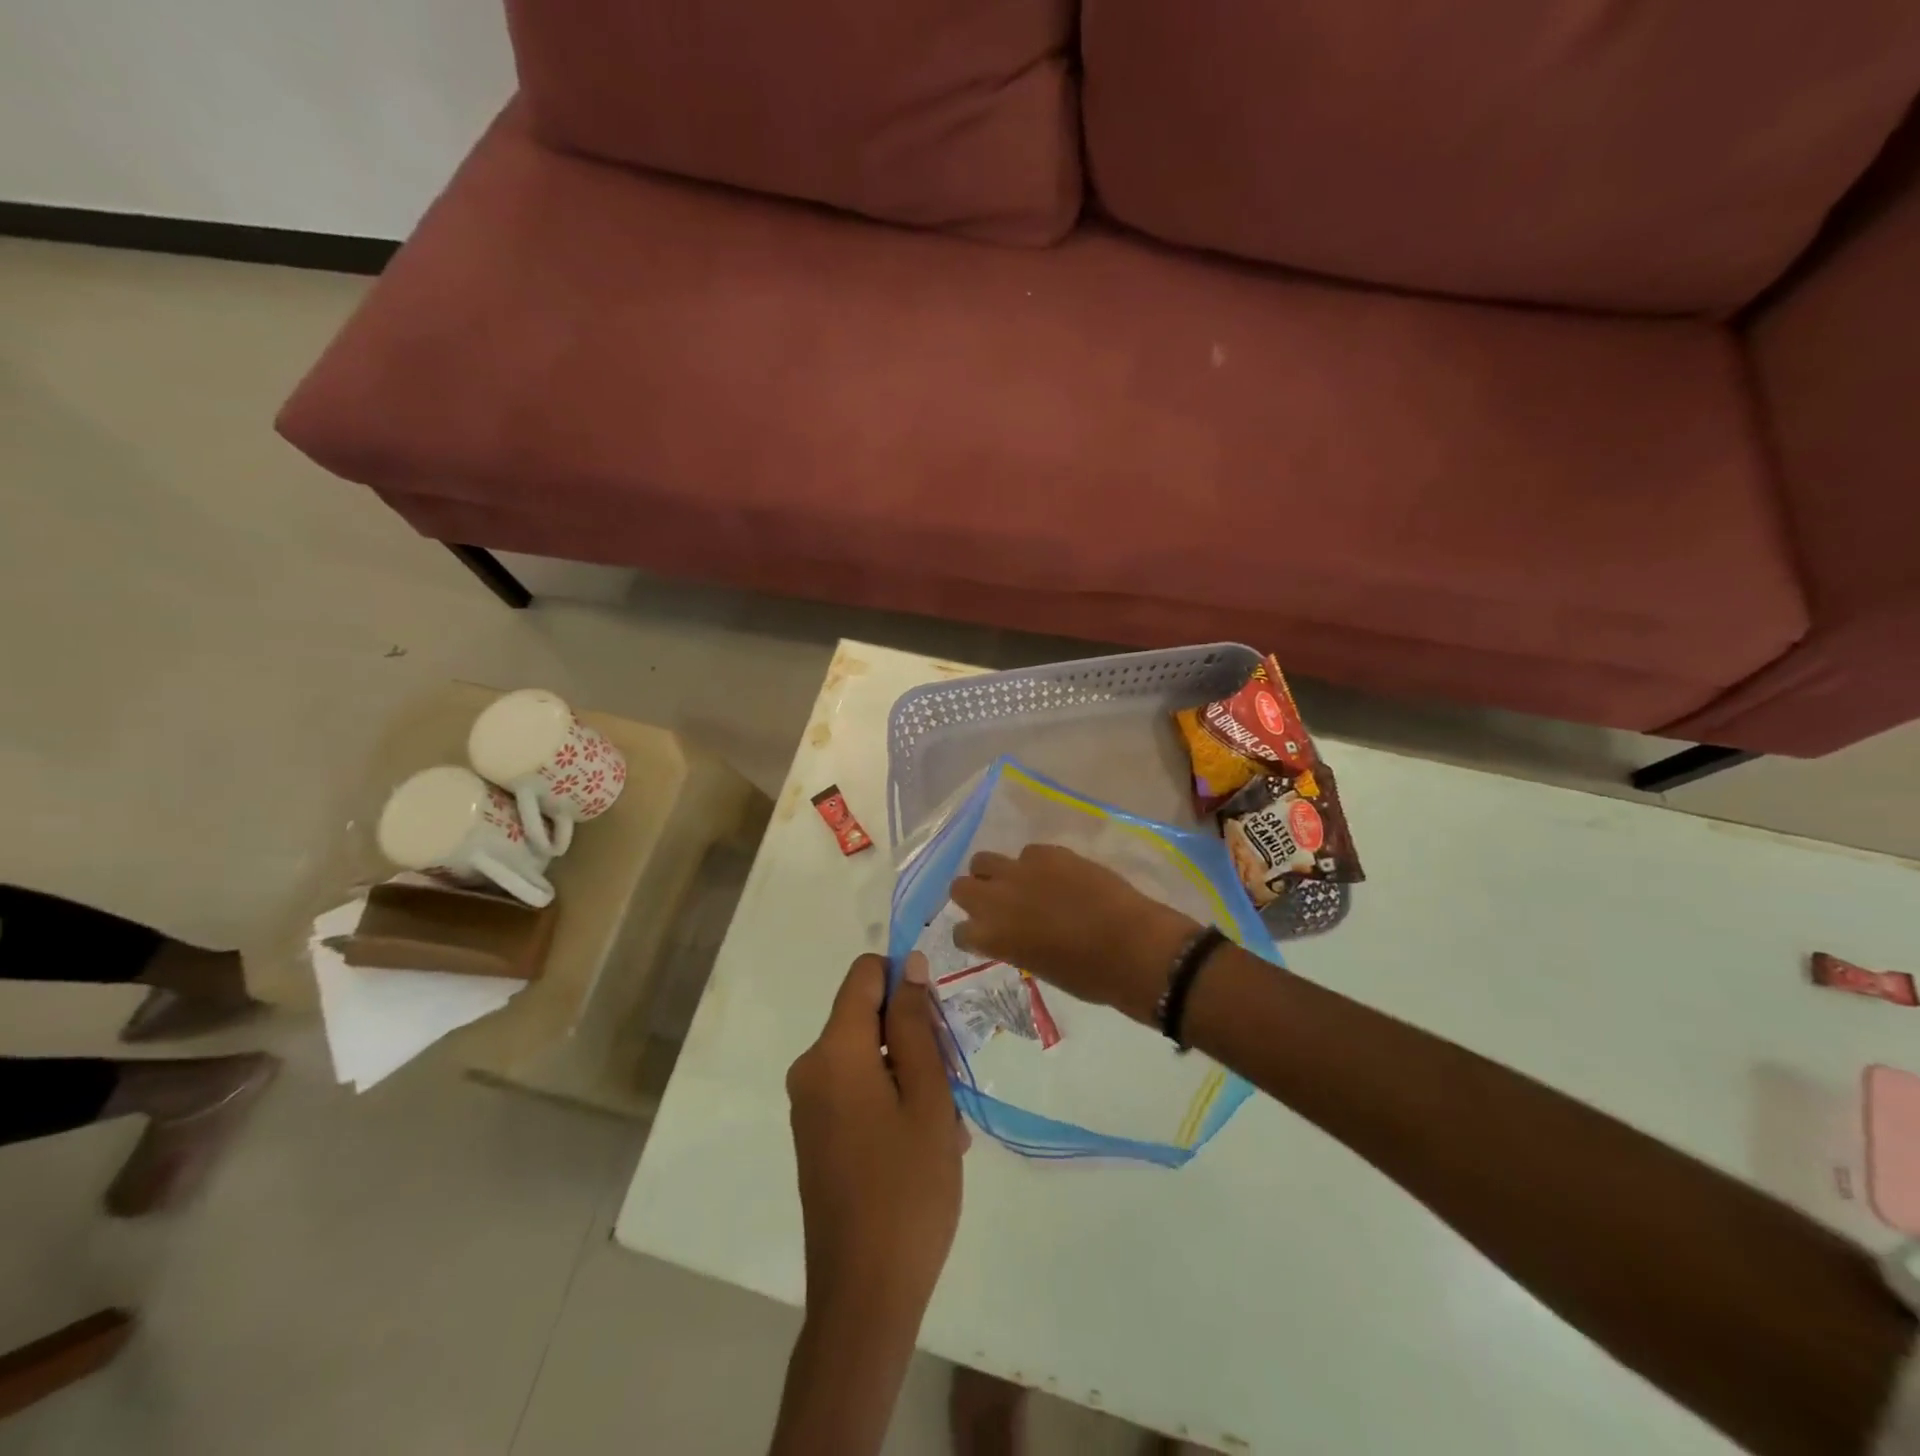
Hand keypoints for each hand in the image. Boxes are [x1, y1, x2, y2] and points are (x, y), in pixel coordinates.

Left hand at [786, 953, 963, 1331]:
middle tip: (949, 1086)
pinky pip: (857, 1090)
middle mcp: (811, 1068)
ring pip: (869, 1057)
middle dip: (914, 1038)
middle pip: (868, 1017)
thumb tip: (908, 964)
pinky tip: (925, 1143)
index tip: (937, 1022)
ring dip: (911, 1075)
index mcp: (833, 1050)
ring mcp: (810, 1104)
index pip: (864, 975)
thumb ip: (915, 1023)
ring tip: (945, 1126)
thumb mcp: (927, 1096)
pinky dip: (892, 1100)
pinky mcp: (816, 1134)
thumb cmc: (907, 1188)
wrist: (865, 1295)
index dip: (904, 982)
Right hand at [948, 845, 1198, 1024]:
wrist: (1130, 946)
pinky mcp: (1048, 852)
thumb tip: (1015, 932)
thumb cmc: (1088, 975)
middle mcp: (995, 899)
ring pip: (983, 860)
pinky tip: (1056, 876)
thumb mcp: (1039, 967)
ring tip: (1019, 884)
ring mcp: (1020, 871)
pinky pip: (1027, 852)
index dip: (973, 934)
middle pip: (960, 886)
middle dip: (973, 895)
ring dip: (994, 873)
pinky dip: (1034, 864)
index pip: (960, 930)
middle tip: (997, 905)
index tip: (986, 937)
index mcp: (991, 937)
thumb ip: (1015, 944)